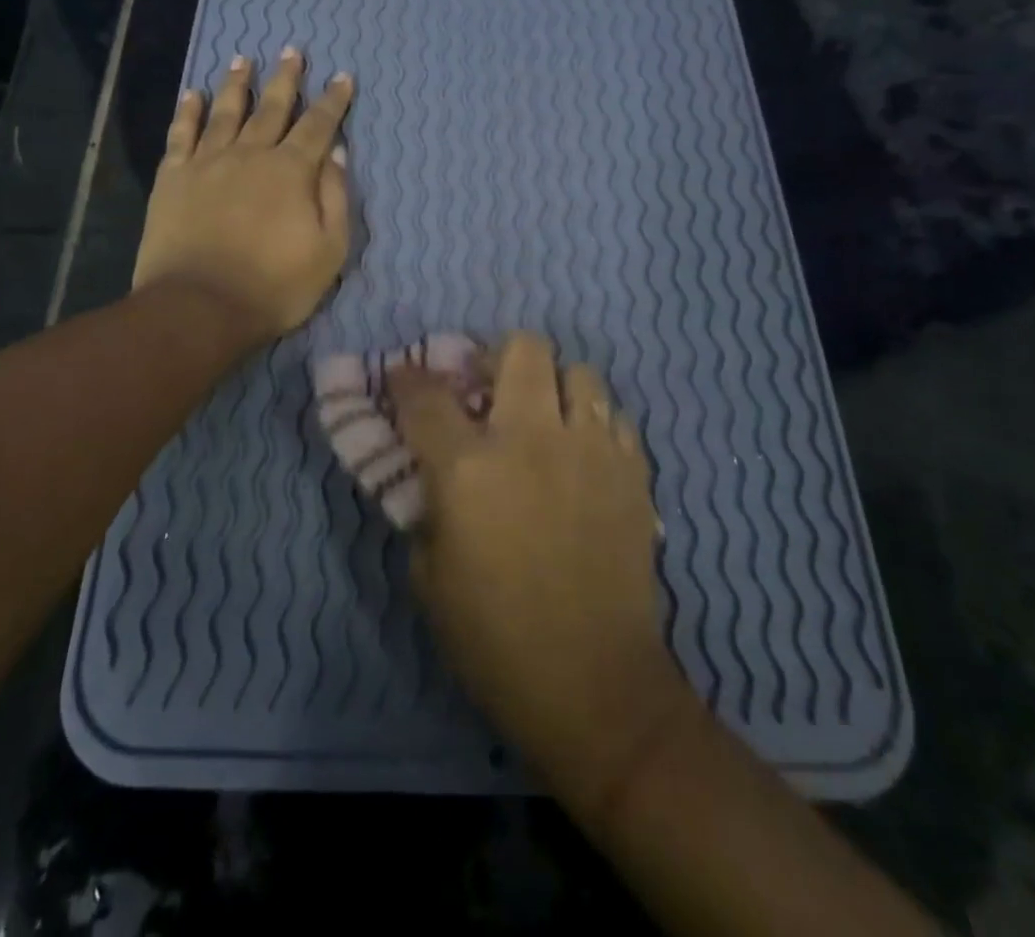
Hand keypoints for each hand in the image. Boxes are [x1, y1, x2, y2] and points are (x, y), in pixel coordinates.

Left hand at [132, 48, 353, 347]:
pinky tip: (191, 93)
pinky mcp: (172, 178)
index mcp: (292, 171)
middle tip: (292, 51)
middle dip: (286, 79)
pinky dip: (187, 111)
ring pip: (225, 112)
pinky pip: (181, 135)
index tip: (342, 77)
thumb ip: (336, 198)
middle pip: (271, 108)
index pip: (318, 126)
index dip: (333, 101)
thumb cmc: (274, 286)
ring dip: (236, 84)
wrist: (199, 307)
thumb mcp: (329, 251)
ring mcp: (207, 163)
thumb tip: (338, 154)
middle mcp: (251, 154)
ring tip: (242, 60)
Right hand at [390, 333, 692, 816]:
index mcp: (469, 467)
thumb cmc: (494, 640)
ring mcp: (590, 449)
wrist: (595, 686)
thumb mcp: (429, 576)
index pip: (426, 396)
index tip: (402, 375)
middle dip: (497, 357)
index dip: (406, 378)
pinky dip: (592, 422)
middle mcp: (531, 438)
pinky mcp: (633, 470)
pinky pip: (615, 416)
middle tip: (489, 387)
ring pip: (579, 371)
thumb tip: (433, 473)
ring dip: (554, 386)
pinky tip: (582, 454)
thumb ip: (426, 508)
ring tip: (544, 417)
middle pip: (522, 349)